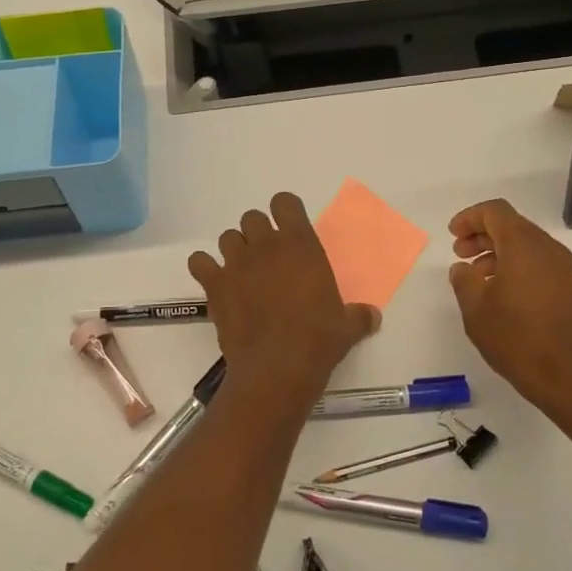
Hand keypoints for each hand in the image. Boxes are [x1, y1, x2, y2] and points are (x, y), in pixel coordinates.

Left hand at [188, 192, 378, 393]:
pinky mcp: (215, 285)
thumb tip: (372, 317)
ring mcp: (237, 264)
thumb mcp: (347, 326)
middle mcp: (266, 246)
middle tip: (267, 257)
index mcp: (300, 244)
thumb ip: (359, 315)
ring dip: (235, 249)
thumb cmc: (318, 340)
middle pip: (252, 218)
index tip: (290, 230)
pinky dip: (205, 268)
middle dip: (258, 233)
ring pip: (227, 237)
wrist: (278, 368)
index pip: (285, 202)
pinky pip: (199, 262)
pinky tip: (216, 282)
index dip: (285, 212)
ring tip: (243, 271)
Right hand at [447, 199, 571, 419]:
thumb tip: (463, 268)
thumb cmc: (517, 338)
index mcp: (524, 245)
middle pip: (512, 225)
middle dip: (482, 234)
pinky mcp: (570, 289)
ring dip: (498, 252)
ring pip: (526, 245)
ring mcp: (563, 269)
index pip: (495, 212)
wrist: (569, 376)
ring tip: (476, 276)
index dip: (470, 218)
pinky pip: (538, 263)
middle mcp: (548, 249)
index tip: (452, 235)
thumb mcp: (476, 309)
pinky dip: (516, 266)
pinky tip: (500, 292)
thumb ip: (464, 280)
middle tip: (460, 254)